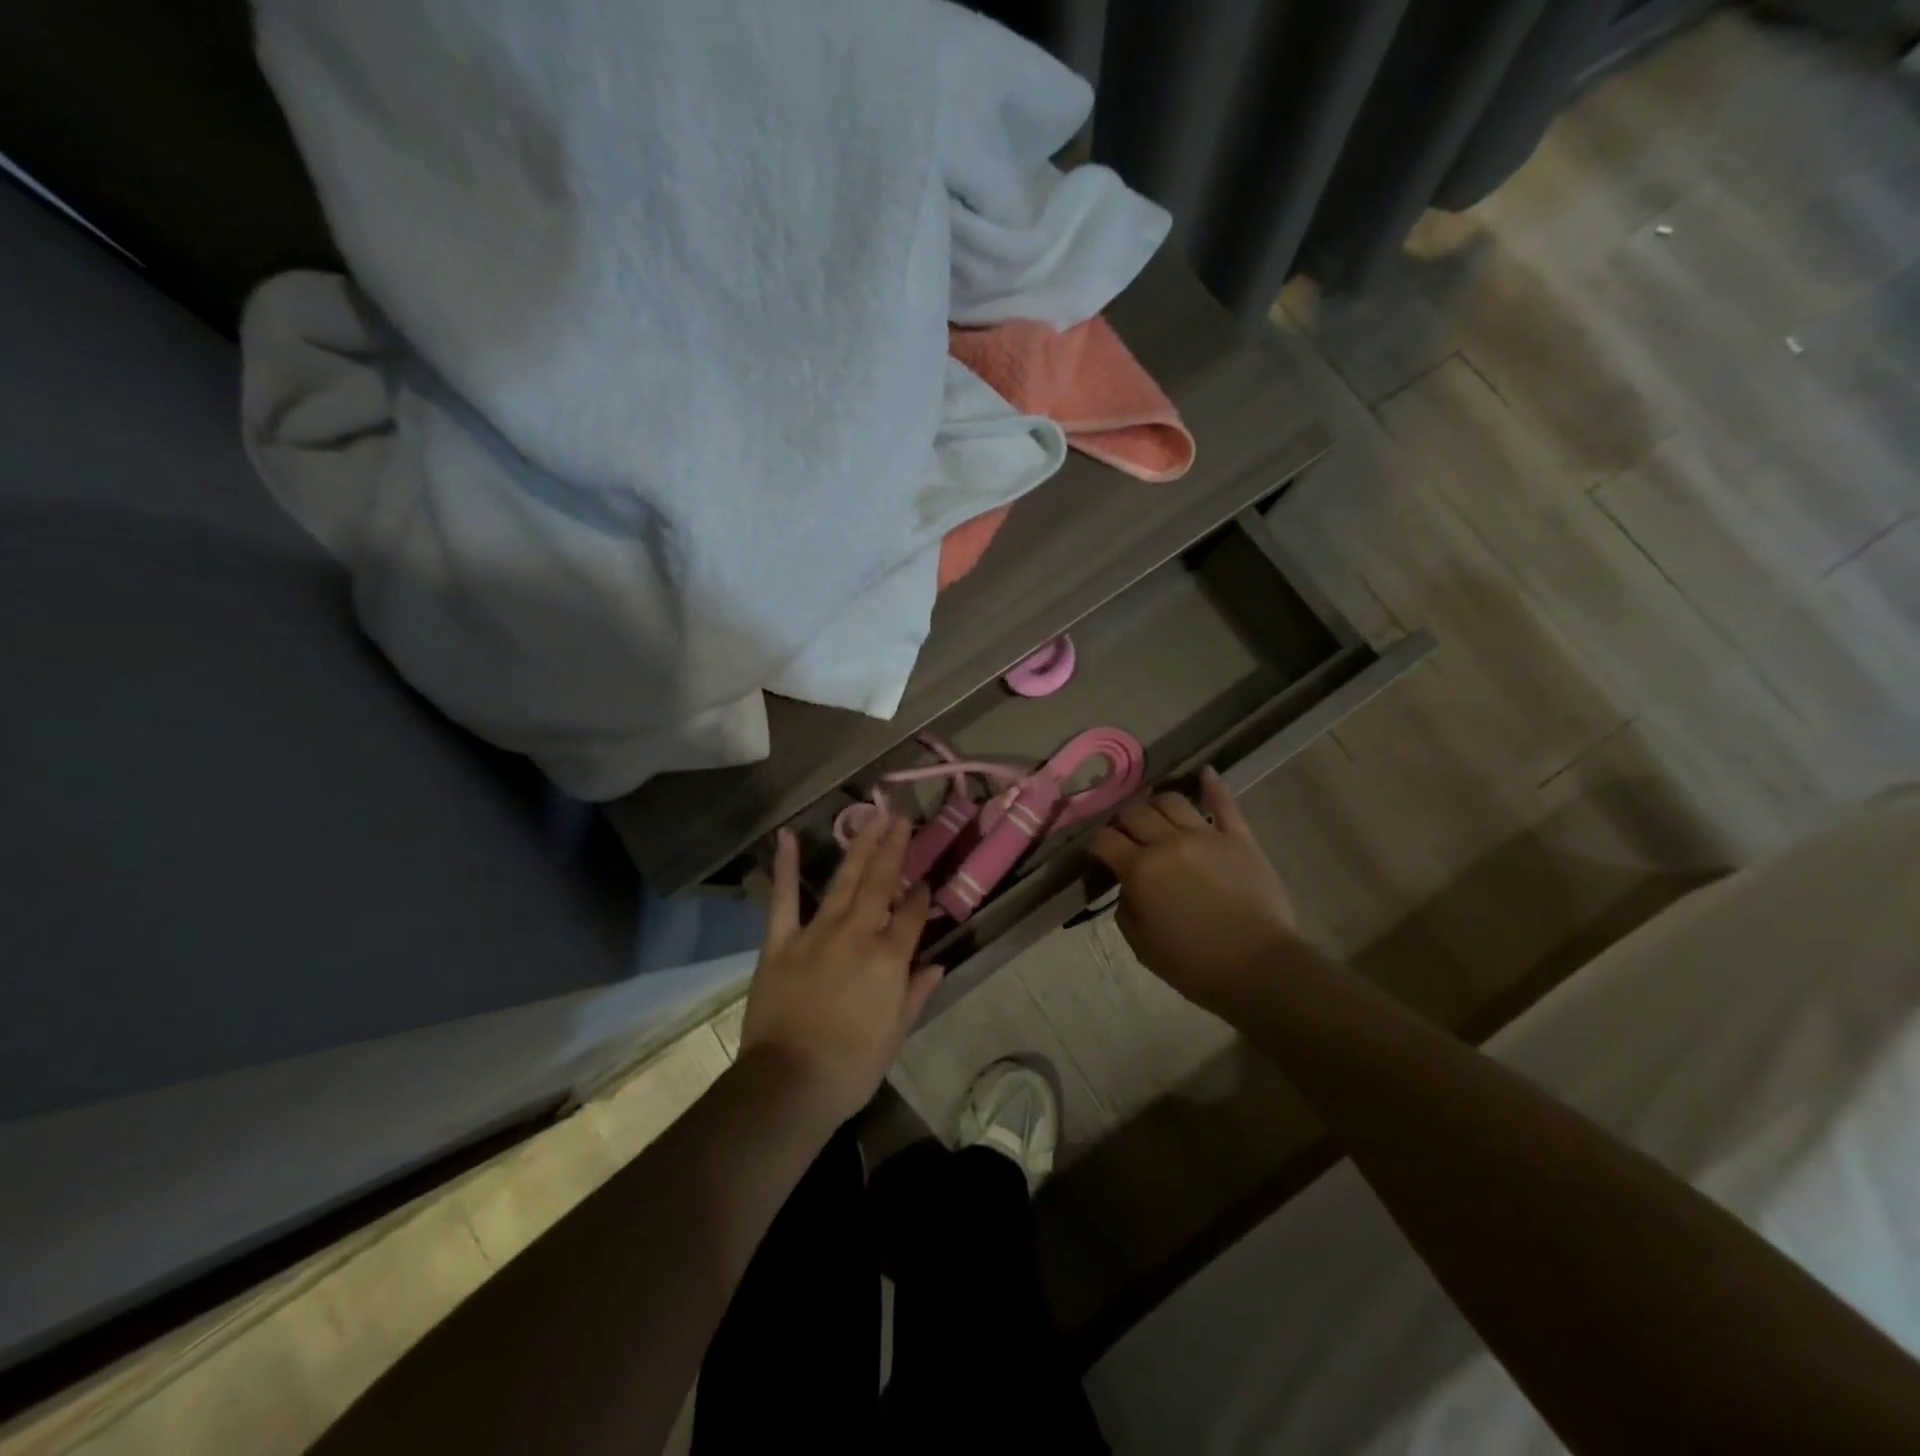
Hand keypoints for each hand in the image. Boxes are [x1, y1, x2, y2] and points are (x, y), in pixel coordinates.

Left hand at [739, 816, 943, 1126]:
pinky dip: (787, 867)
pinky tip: (789, 837)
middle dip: (894, 849)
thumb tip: (936, 965)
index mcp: (889, 960)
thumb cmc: (851, 1066)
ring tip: (873, 818)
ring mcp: (817, 934)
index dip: (922, 896)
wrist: (789, 1083)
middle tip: (902, 819)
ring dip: (860, 847)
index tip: (927, 879)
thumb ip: (916, 993)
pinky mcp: (780, 942)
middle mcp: (857, 935)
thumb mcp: (896, 1034)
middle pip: (880, 884)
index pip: (913, 916)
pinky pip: (784, 899)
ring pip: (844, 881)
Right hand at [1089, 767, 1299, 1015]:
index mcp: (1140, 869)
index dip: (1096, 844)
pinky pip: (1225, 803)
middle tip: (1125, 834)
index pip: (1104, 840)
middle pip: (1135, 812)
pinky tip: (1204, 773)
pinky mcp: (1239, 838)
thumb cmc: (1193, 964)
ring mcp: (1206, 835)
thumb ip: (1126, 906)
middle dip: (1123, 821)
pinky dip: (1212, 785)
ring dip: (1157, 804)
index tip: (1098, 853)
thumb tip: (1128, 884)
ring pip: (1172, 800)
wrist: (1257, 968)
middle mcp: (1168, 842)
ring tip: (1157, 814)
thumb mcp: (1140, 944)